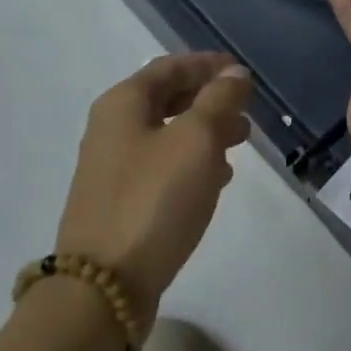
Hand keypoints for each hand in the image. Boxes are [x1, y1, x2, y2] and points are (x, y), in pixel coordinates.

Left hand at [57, 53, 253, 332]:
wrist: (104, 285)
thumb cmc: (154, 199)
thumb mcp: (196, 140)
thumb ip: (219, 100)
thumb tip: (235, 74)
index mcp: (123, 103)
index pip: (170, 67)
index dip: (208, 65)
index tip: (242, 72)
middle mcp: (112, 128)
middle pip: (167, 99)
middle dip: (210, 99)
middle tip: (246, 111)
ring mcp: (113, 167)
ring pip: (168, 134)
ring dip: (205, 132)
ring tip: (240, 144)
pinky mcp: (121, 201)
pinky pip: (162, 166)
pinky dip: (192, 162)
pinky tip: (216, 179)